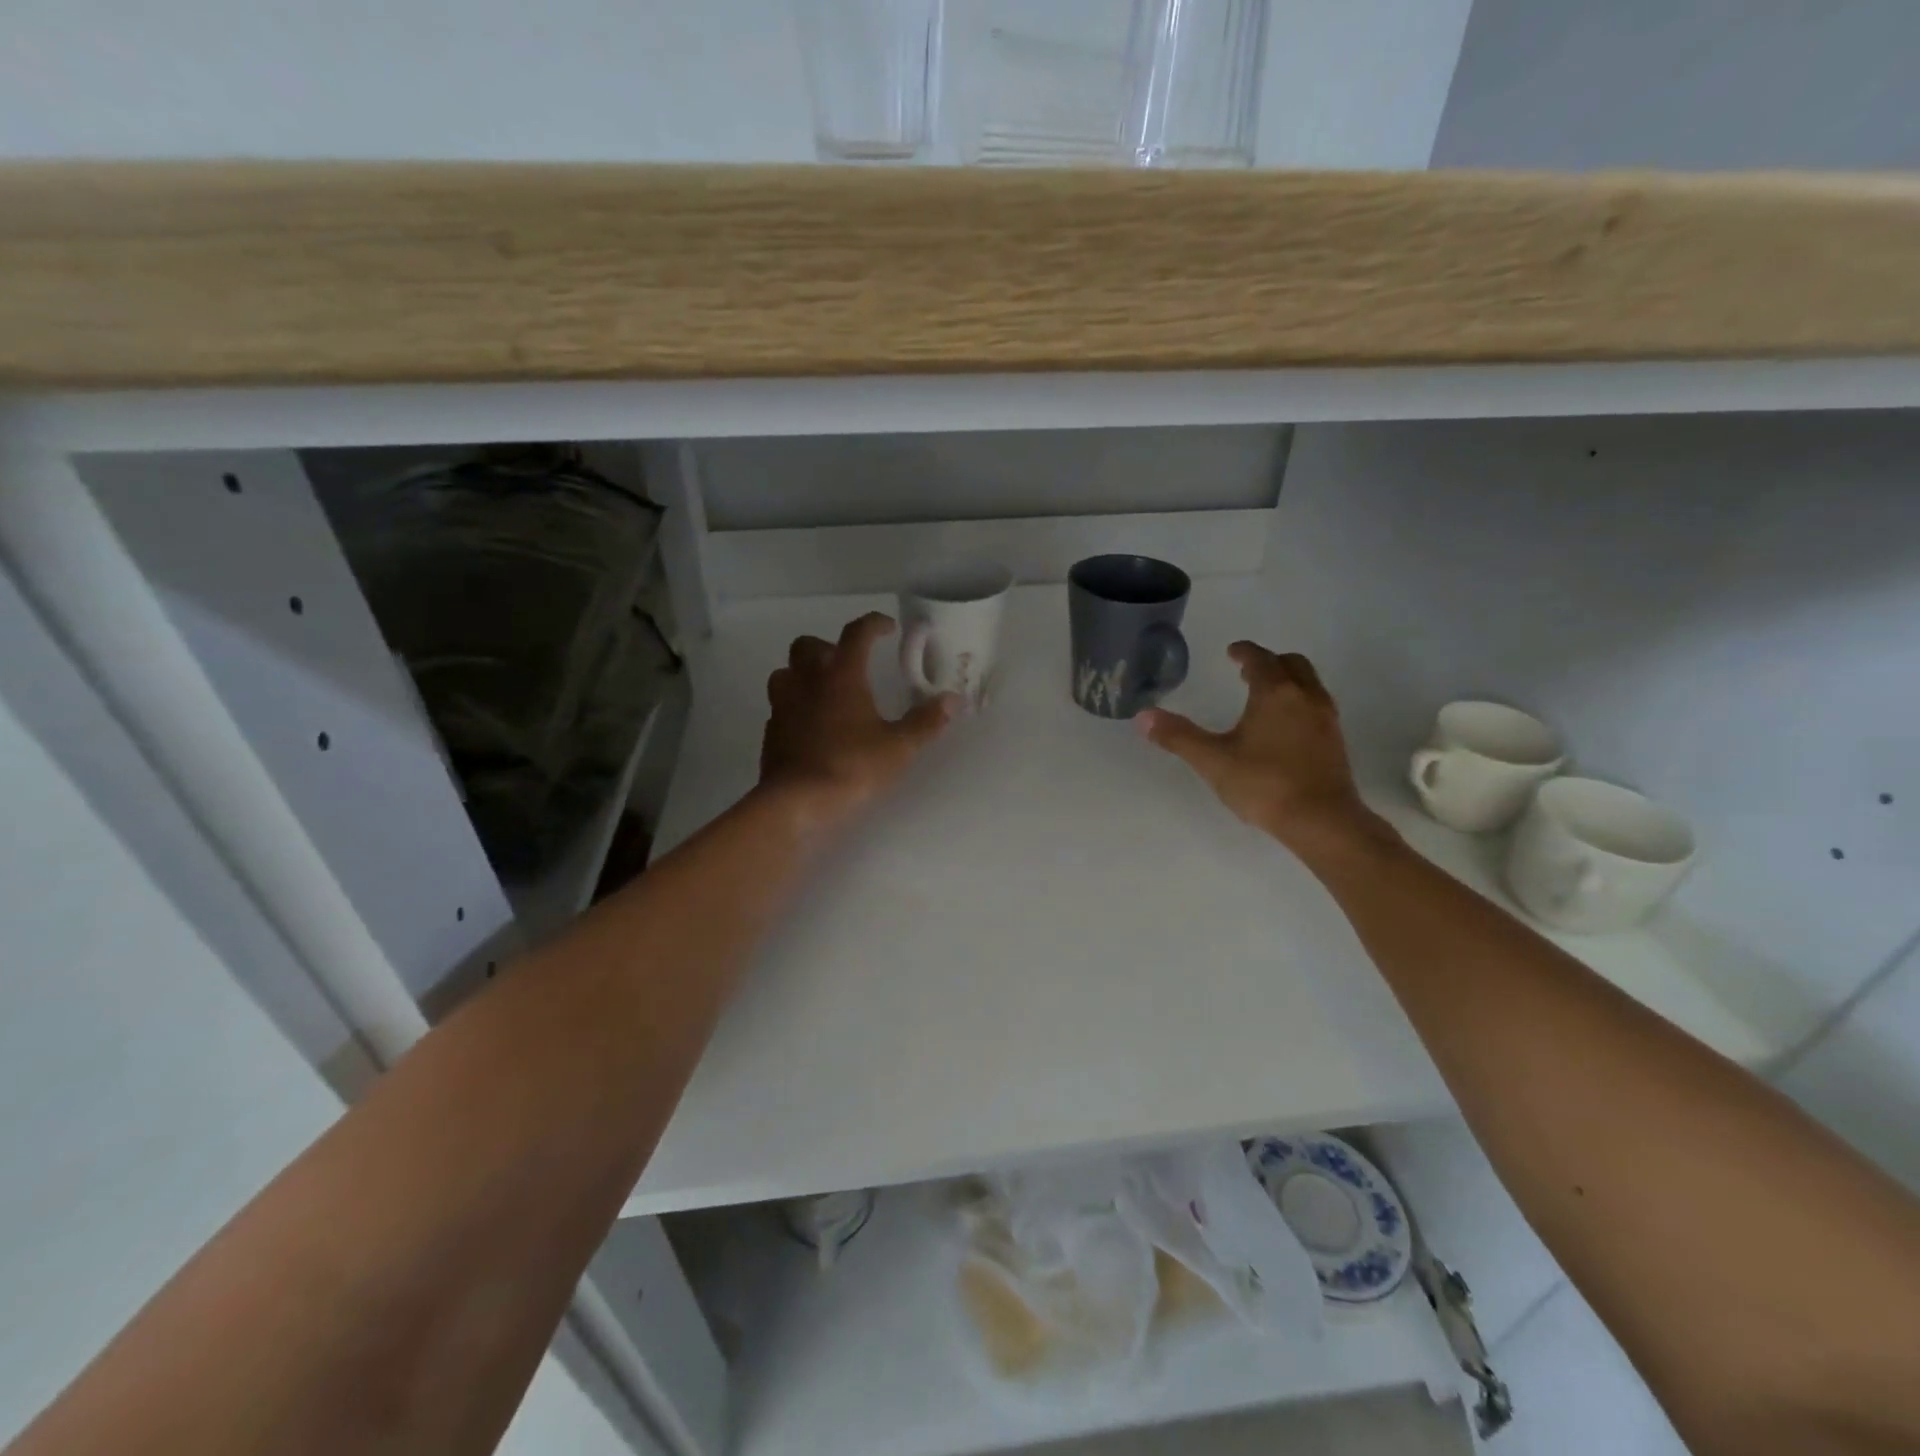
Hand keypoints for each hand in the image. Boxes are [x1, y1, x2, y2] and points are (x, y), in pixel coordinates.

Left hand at [758, 612, 956, 831]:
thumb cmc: (852, 767)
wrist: (797, 803)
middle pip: (808, 645)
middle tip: (849, 665)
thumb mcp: (899, 747)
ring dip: (803, 674)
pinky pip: (780, 707)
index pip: (856, 634)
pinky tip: (811, 726)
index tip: (887, 628)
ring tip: (824, 692)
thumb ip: (925, 722)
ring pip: (785, 673)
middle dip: (828, 647)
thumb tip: (951, 700)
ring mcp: (783, 706)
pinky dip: (795, 707)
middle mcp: (807, 682)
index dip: (873, 624)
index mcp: (841, 676)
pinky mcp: (771, 732)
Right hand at [1138, 643, 1392, 859]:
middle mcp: (1305, 697)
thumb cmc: (1264, 784)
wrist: (1322, 821)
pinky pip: (1316, 706)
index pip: (1260, 659)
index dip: (1244, 652)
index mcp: (1275, 693)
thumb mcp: (1213, 760)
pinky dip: (1299, 702)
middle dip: (1269, 662)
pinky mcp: (1335, 741)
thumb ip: (1178, 736)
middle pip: (1292, 664)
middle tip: (1247, 672)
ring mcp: (1325, 719)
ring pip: (1309, 684)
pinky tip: (1284, 727)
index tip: (1231, 652)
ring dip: (1287, 681)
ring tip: (1264, 697)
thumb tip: (1143, 716)